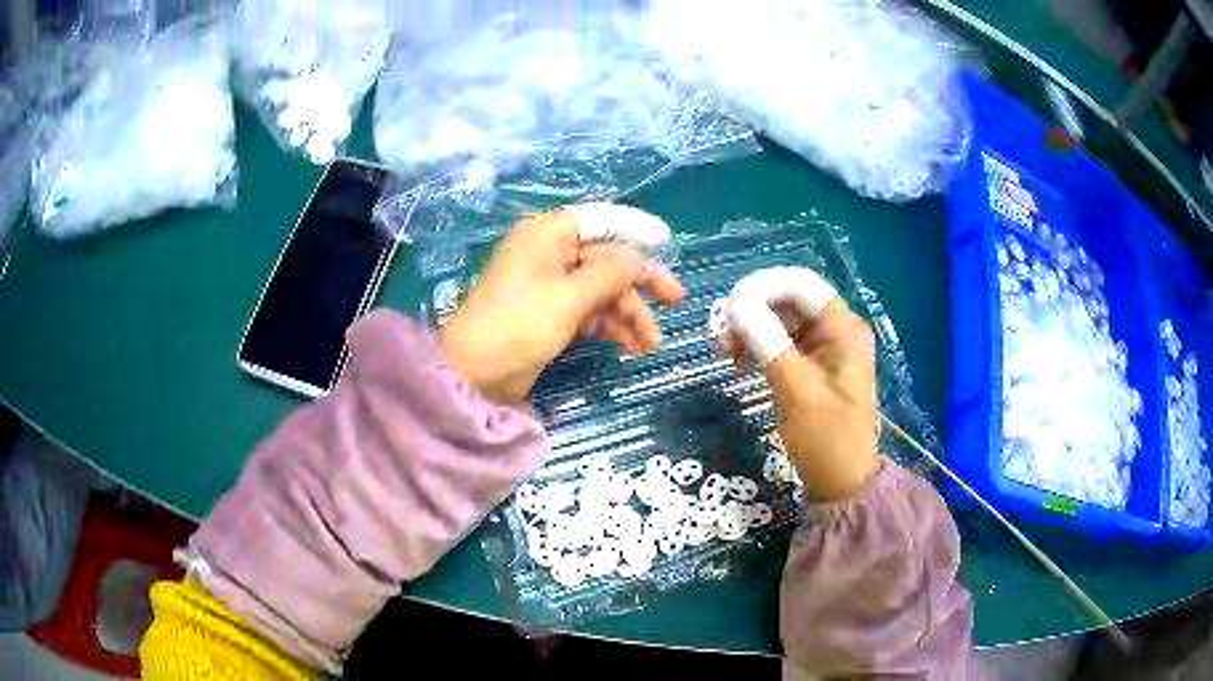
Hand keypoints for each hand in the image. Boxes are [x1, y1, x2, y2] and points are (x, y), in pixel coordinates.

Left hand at [439, 209, 684, 403]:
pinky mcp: (550, 313)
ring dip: (628, 313)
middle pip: (606, 258)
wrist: (474, 375)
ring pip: (600, 289)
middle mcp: (550, 252)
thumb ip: (611, 274)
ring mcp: (550, 284)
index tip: (668, 244)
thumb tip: (639, 259)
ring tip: (651, 344)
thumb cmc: (519, 325)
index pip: (601, 221)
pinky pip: (588, 310)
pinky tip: (631, 346)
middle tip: (676, 300)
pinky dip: (610, 326)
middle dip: (639, 283)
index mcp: (548, 234)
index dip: (636, 231)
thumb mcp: (570, 298)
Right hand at [726, 301, 880, 499]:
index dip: (762, 288)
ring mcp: (823, 348)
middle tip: (720, 338)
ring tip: (725, 353)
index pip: (800, 285)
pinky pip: (780, 342)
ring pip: (779, 321)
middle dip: (752, 311)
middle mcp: (835, 330)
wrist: (841, 482)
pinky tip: (740, 363)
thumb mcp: (796, 389)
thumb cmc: (826, 437)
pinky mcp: (810, 366)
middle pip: (787, 301)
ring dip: (750, 330)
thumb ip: (768, 341)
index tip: (729, 307)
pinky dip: (758, 347)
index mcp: (843, 329)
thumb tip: (736, 303)